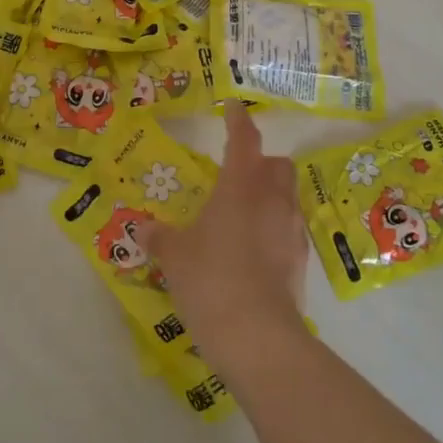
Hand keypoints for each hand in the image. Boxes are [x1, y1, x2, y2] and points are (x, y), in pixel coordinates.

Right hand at [142, 104, 308, 374]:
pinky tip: (254, 250)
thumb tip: (141, 226)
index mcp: (240, 186)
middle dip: (261, 161)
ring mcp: (292, 230)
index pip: (243, 139)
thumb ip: (160, 237)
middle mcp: (272, 200)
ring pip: (288, 196)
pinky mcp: (301, 261)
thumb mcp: (175, 257)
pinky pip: (290, 229)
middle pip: (277, 164)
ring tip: (244, 214)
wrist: (257, 336)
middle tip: (237, 173)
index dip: (237, 119)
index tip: (232, 106)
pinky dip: (275, 228)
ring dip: (270, 195)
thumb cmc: (210, 280)